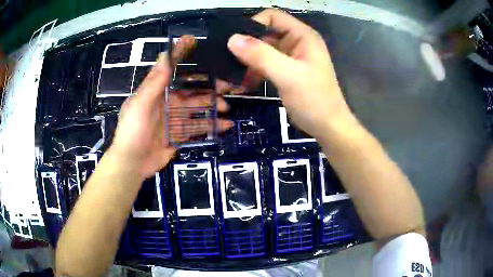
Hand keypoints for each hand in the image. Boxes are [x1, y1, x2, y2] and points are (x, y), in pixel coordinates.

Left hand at [109, 36, 232, 178]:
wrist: (132, 163)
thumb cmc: (132, 131)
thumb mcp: (140, 104)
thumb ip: (154, 82)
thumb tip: (165, 55)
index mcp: (156, 92)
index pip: (171, 69)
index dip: (180, 54)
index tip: (193, 41)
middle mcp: (167, 103)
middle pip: (191, 91)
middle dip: (208, 88)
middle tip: (228, 87)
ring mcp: (174, 120)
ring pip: (197, 110)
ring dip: (213, 108)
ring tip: (228, 109)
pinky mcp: (179, 135)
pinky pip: (197, 129)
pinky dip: (211, 127)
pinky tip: (224, 125)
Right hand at [227, 9, 352, 139]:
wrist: (328, 127)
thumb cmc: (314, 100)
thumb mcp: (288, 75)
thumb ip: (261, 55)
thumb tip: (232, 39)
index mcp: (302, 36)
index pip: (272, 17)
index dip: (252, 24)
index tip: (235, 41)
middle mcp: (296, 42)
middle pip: (265, 33)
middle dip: (246, 46)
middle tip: (227, 60)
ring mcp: (291, 57)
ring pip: (263, 50)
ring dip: (248, 61)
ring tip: (232, 76)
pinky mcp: (286, 71)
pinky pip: (265, 64)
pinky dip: (254, 71)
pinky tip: (244, 83)